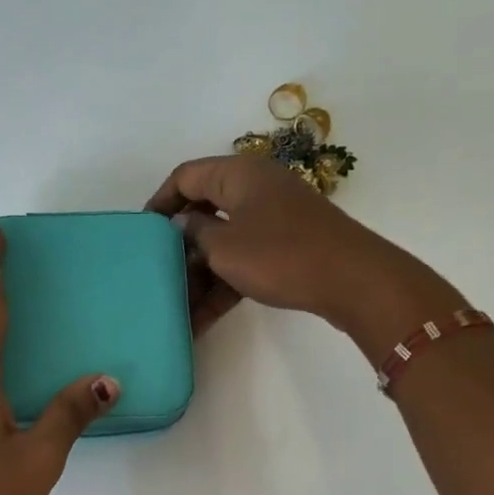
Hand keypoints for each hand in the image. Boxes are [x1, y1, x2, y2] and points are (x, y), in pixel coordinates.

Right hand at [146, 155, 466, 343]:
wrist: (352, 280)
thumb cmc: (280, 255)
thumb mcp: (225, 246)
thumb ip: (195, 233)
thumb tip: (182, 224)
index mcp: (237, 174)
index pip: (185, 177)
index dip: (159, 202)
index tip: (140, 233)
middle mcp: (254, 189)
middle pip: (203, 211)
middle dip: (178, 247)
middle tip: (155, 275)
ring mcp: (272, 219)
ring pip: (222, 242)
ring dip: (199, 275)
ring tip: (175, 308)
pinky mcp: (285, 247)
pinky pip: (243, 261)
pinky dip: (223, 285)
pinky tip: (201, 320)